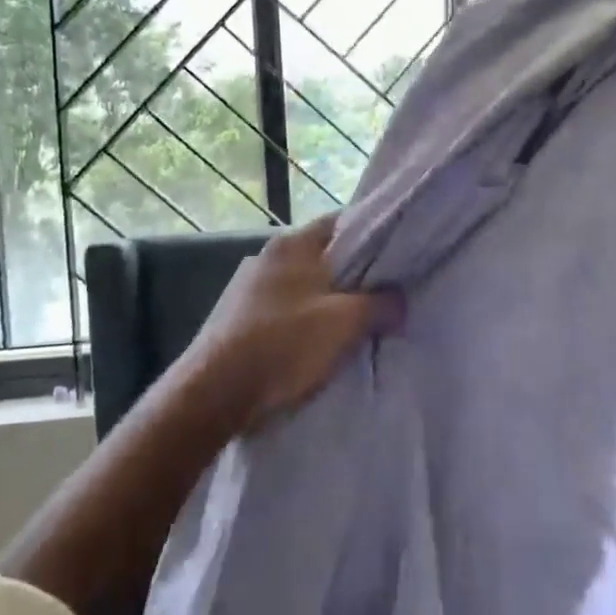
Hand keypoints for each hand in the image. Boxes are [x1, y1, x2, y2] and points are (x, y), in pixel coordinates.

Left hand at [176, 213, 403, 434]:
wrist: (216, 392)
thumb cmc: (284, 343)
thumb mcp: (345, 322)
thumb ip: (380, 305)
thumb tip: (400, 301)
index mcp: (293, 243)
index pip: (342, 222)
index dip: (373, 235)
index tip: (398, 256)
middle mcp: (268, 256)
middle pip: (324, 256)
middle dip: (353, 276)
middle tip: (385, 295)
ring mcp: (248, 287)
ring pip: (304, 286)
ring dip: (328, 302)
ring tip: (355, 325)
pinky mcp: (238, 318)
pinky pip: (285, 311)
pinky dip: (304, 322)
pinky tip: (317, 345)